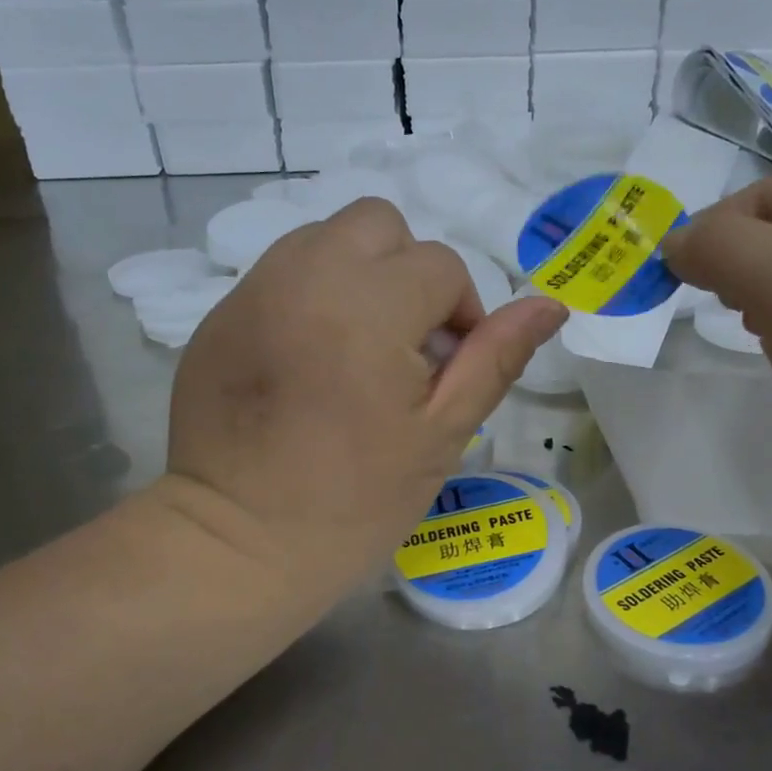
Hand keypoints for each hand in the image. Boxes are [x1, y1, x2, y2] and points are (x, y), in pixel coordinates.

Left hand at [158, 198, 567, 610]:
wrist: (237, 547)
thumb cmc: (354, 502)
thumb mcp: (440, 435)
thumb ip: (495, 359)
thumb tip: (550, 304)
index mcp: (368, 306)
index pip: (440, 265)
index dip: (460, 315)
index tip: (446, 371)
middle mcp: (305, 276)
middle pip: (379, 223)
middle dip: (408, 271)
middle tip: (404, 345)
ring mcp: (253, 290)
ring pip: (325, 237)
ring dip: (358, 275)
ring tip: (356, 349)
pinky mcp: (220, 315)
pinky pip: (282, 272)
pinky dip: (311, 295)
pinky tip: (308, 361)